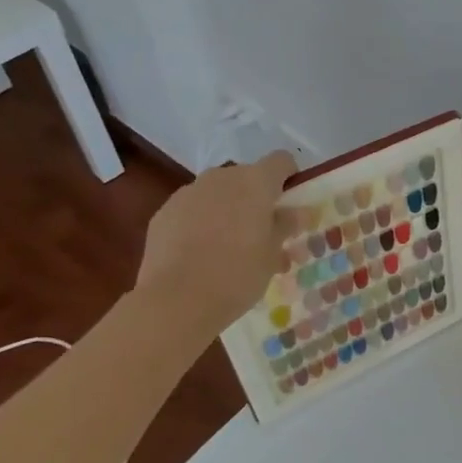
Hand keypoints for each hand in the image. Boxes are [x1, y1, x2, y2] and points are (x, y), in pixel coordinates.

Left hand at [134, 151, 297, 326]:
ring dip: (227, 209)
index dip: (289, 178)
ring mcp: (189, 192)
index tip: (290, 204)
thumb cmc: (237, 274)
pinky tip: (198, 254)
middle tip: (261, 233)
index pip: (281, 161)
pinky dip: (199, 222)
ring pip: (217, 193)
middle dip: (256, 198)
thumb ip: (286, 225)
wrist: (175, 301)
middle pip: (247, 177)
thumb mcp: (273, 253)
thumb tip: (297, 212)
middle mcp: (222, 177)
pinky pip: (191, 209)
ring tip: (227, 246)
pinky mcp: (164, 212)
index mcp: (256, 181)